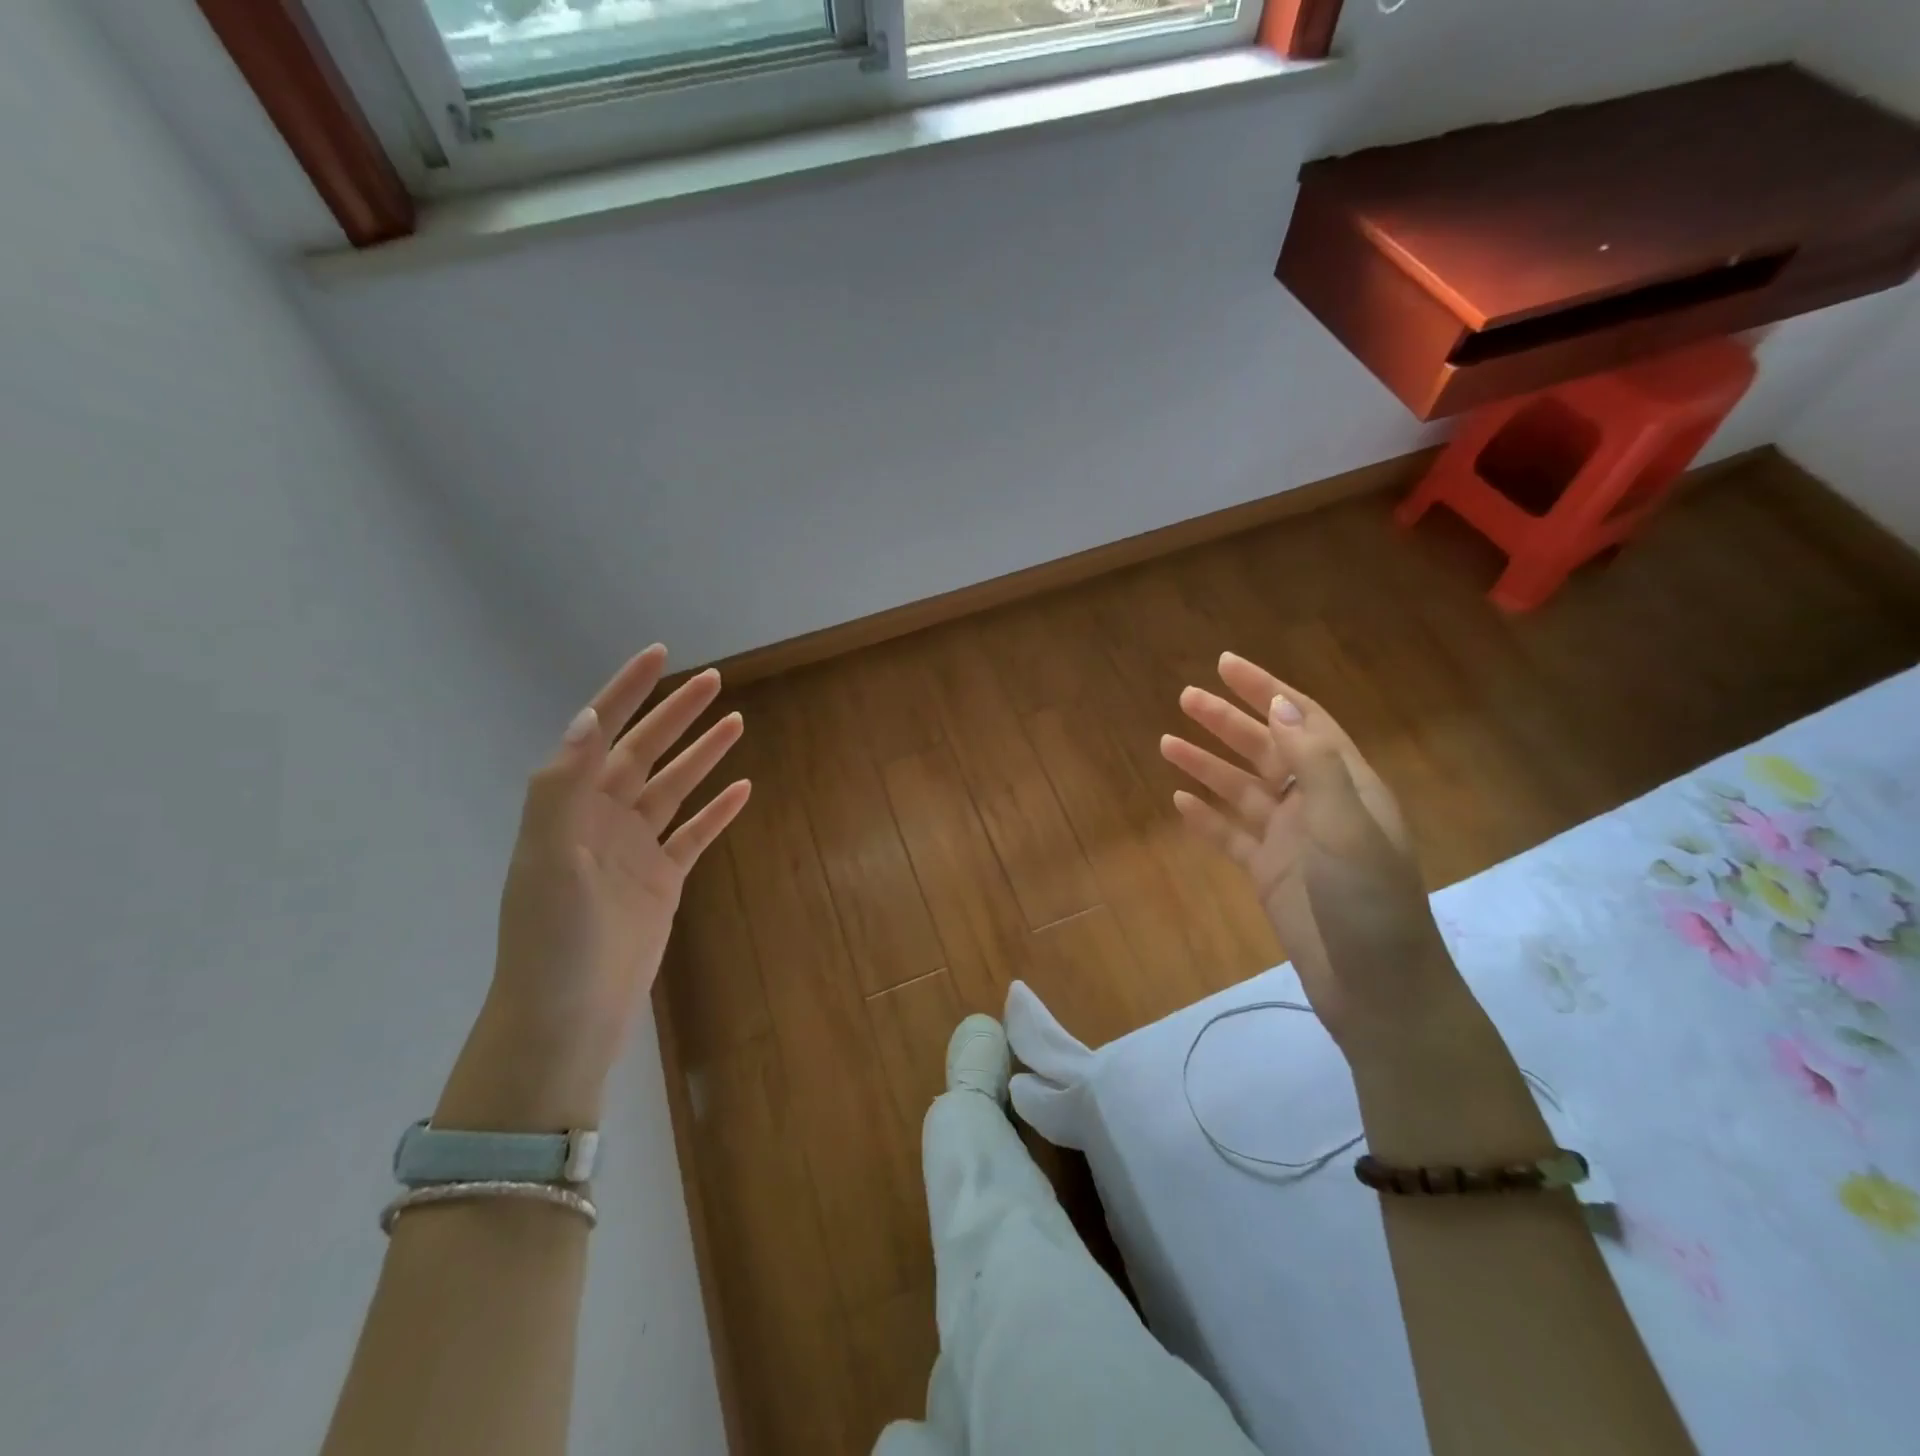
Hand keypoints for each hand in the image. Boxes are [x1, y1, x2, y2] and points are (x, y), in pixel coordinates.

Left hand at [437, 647, 749, 1130]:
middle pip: (645, 752)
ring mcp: (635, 850)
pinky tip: (742, 789)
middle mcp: (602, 819)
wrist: (569, 1016)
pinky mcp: (662, 880)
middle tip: (714, 680)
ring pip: (674, 788)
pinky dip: (717, 811)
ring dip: (702, 755)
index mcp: (571, 806)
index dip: (628, 691)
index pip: (602, 733)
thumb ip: (564, 785)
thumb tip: (591, 716)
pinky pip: (695, 835)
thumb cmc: (553, 936)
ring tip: (735, 722)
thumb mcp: (547, 856)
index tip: (659, 654)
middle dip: (676, 714)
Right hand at [1160, 652, 1467, 1064]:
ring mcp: (1292, 840)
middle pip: (1267, 749)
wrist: (1376, 989)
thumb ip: (1314, 763)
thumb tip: (1280, 705)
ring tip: (1166, 743)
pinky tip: (1179, 803)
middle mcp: (1318, 804)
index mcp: (1346, 784)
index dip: (1266, 690)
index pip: (1303, 720)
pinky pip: (1231, 836)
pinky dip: (1206, 818)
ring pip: (1242, 790)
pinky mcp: (1270, 874)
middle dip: (1227, 722)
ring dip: (1208, 765)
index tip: (1226, 664)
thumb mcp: (1345, 825)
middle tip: (1184, 697)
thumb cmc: (1368, 902)